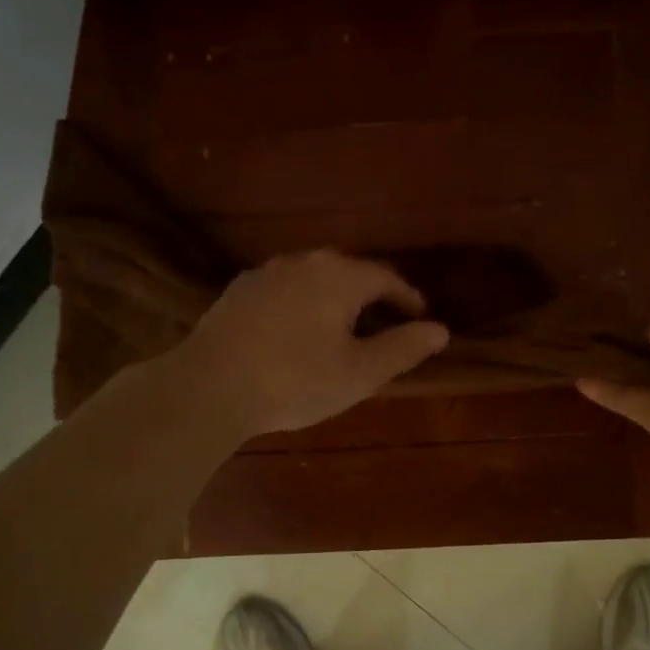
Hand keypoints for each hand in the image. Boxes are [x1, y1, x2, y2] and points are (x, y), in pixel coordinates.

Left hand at [174, 250, 450, 437]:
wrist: (210, 387)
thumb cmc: (295, 381)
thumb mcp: (359, 373)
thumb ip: (403, 348)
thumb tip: (440, 330)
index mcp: (339, 276)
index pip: (386, 278)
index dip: (408, 298)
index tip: (420, 317)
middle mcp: (304, 262)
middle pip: (350, 272)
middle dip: (372, 295)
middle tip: (386, 322)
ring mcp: (266, 273)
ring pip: (314, 279)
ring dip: (335, 299)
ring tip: (344, 327)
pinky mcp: (239, 291)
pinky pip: (285, 290)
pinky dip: (303, 305)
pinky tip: (298, 332)